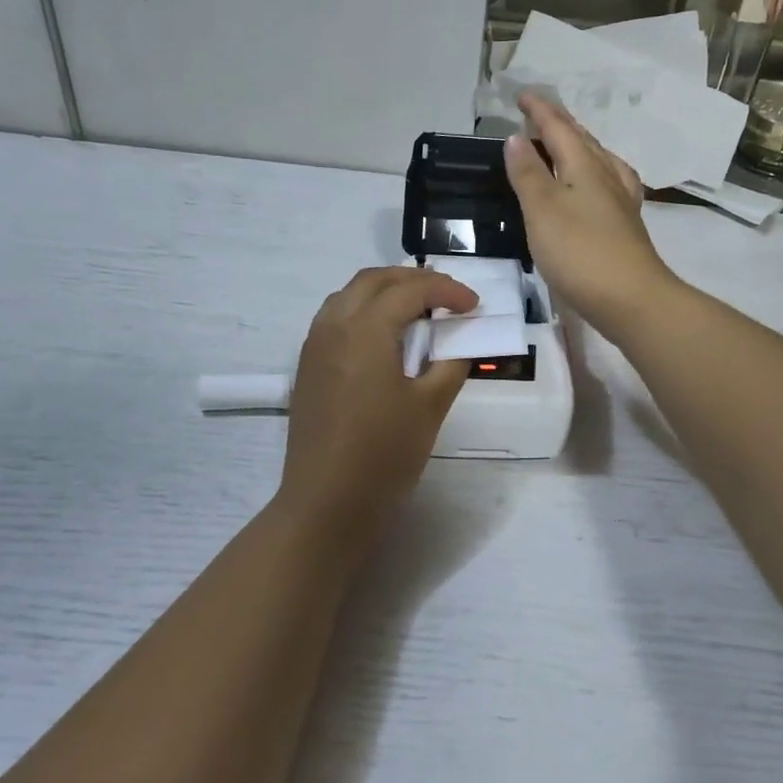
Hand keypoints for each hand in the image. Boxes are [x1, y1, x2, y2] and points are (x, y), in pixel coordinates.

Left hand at [278, 267, 476, 532]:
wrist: (326, 502)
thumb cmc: (383, 455)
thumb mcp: (430, 407)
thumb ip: (450, 364)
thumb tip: (461, 340)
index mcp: (365, 330)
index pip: (410, 290)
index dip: (447, 291)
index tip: (474, 305)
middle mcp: (334, 325)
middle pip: (374, 280)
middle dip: (414, 279)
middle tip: (447, 296)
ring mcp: (314, 345)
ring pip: (349, 294)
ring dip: (385, 290)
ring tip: (417, 308)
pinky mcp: (307, 366)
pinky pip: (335, 316)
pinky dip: (364, 309)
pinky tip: (384, 336)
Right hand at [505, 92, 676, 343]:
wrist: (632, 299)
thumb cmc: (580, 251)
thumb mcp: (543, 209)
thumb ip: (528, 173)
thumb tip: (516, 137)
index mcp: (585, 166)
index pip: (559, 128)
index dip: (539, 111)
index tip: (522, 95)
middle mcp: (607, 176)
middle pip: (583, 141)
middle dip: (560, 124)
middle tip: (539, 115)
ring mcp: (621, 202)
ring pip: (599, 161)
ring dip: (579, 147)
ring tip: (564, 145)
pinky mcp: (625, 226)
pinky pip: (608, 184)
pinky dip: (594, 174)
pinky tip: (596, 187)